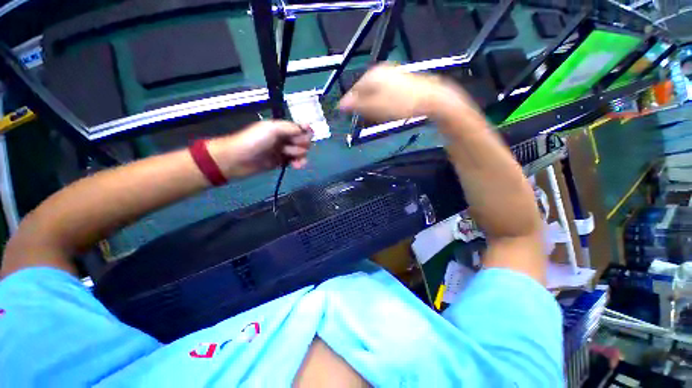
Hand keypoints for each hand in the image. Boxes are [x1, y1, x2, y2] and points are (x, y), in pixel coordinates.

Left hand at [208, 120, 311, 178]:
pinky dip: (298, 163)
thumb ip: (290, 128)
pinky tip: (296, 165)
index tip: (307, 134)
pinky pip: (296, 162)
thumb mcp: (272, 129)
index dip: (306, 131)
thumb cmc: (253, 141)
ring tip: (288, 156)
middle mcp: (285, 138)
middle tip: (289, 146)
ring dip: (298, 154)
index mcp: (282, 127)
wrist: (238, 159)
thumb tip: (306, 130)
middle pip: (304, 140)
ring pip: (301, 152)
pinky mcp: (282, 162)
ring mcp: (284, 151)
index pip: (301, 127)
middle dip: (300, 143)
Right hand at [338, 63, 469, 121]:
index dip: (351, 105)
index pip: (353, 91)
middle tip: (365, 119)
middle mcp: (380, 72)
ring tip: (377, 116)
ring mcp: (392, 75)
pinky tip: (388, 109)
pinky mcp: (401, 81)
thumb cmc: (400, 105)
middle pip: (364, 91)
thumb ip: (356, 105)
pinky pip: (385, 92)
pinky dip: (383, 101)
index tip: (351, 118)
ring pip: (375, 92)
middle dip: (362, 105)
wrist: (430, 100)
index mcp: (371, 76)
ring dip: (372, 105)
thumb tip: (340, 105)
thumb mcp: (374, 107)